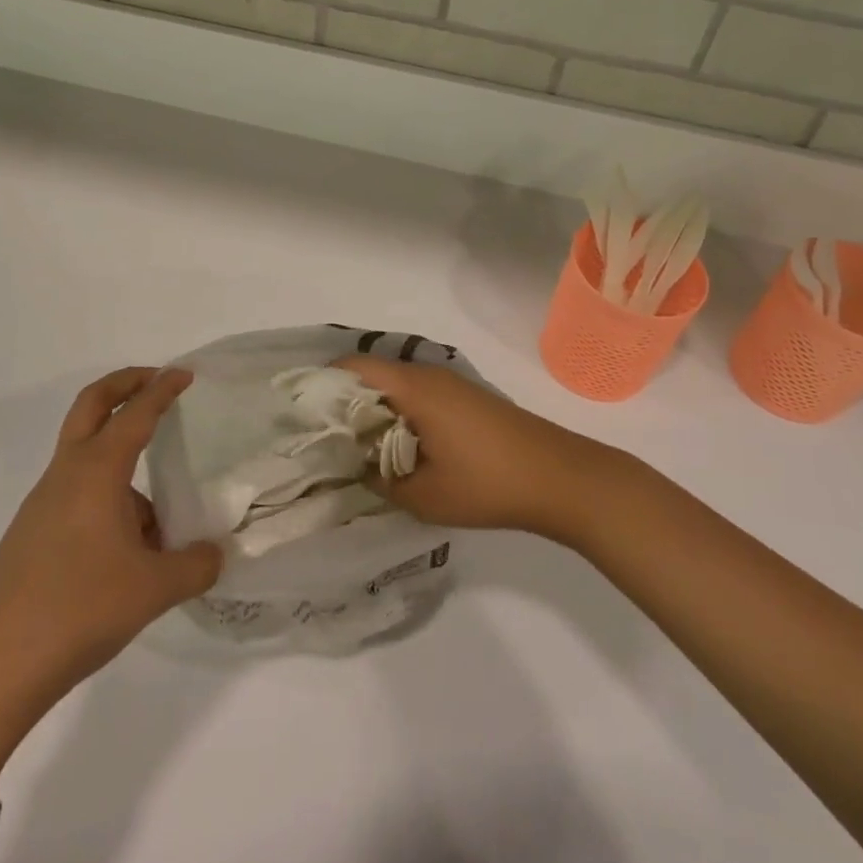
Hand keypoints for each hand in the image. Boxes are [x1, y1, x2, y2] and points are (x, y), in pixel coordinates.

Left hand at [0, 367, 222, 709]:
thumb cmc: (76, 610)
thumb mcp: (153, 590)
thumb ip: (195, 566)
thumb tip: (216, 554)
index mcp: (96, 471)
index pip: (135, 413)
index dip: (163, 389)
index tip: (186, 374)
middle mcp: (66, 476)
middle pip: (91, 406)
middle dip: (124, 384)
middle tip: (156, 382)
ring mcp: (42, 505)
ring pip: (86, 458)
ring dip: (120, 458)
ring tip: (161, 516)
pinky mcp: (31, 536)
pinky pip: (78, 497)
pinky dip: (108, 500)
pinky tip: (130, 553)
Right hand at [334, 357, 612, 540]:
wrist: (560, 477)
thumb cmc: (487, 483)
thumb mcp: (423, 495)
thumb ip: (379, 479)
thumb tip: (356, 466)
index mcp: (413, 388)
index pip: (353, 367)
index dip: (323, 384)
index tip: (301, 414)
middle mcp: (428, 375)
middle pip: (372, 375)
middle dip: (344, 403)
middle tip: (323, 438)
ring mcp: (450, 385)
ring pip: (396, 387)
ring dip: (374, 411)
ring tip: (355, 448)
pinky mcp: (466, 400)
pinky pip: (418, 397)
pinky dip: (399, 415)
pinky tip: (397, 449)